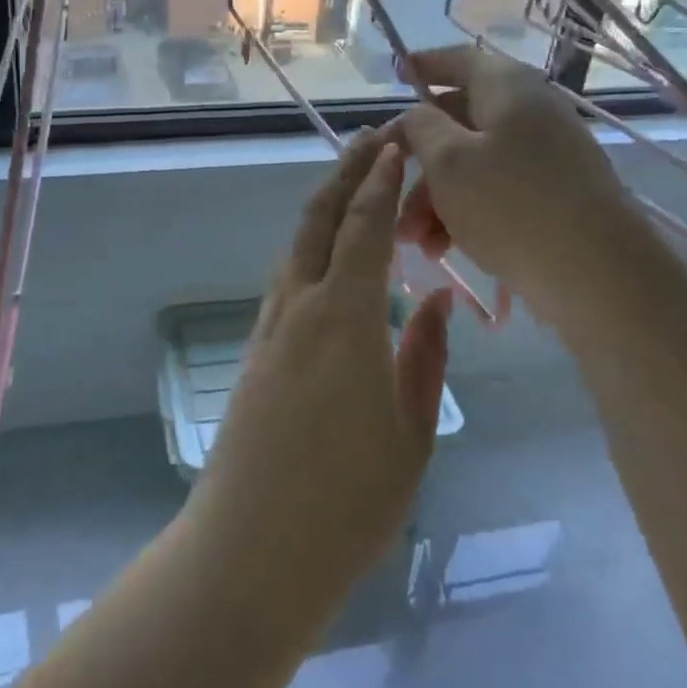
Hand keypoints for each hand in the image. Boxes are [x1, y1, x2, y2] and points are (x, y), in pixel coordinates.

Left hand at [187, 132, 451, 609]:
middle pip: (319, 217)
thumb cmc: (348, 500)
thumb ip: (425, 357)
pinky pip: (289, 276)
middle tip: (371, 140)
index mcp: (345, 317)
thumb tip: (434, 301)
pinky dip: (313, 245)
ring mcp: (272, 325)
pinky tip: (330, 256)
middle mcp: (300, 304)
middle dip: (345, 171)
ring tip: (353, 183)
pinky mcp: (257, 348)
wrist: (252, 547)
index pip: (364, 227)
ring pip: (298, 243)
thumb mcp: (411, 432)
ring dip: (326, 204)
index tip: (396, 146)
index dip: (380, 182)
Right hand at [389, 44, 660, 319]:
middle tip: (387, 185)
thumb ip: (421, 127)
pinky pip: (496, 190)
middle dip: (418, 158)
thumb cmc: (512, 204)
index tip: (394, 74)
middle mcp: (530, 111)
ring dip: (435, 196)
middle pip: (459, 120)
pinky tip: (442, 248)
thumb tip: (419, 113)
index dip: (423, 65)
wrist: (599, 274)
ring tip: (413, 239)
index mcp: (507, 87)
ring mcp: (546, 154)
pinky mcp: (554, 194)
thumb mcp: (448, 161)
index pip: (459, 60)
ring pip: (473, 162)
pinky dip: (465, 211)